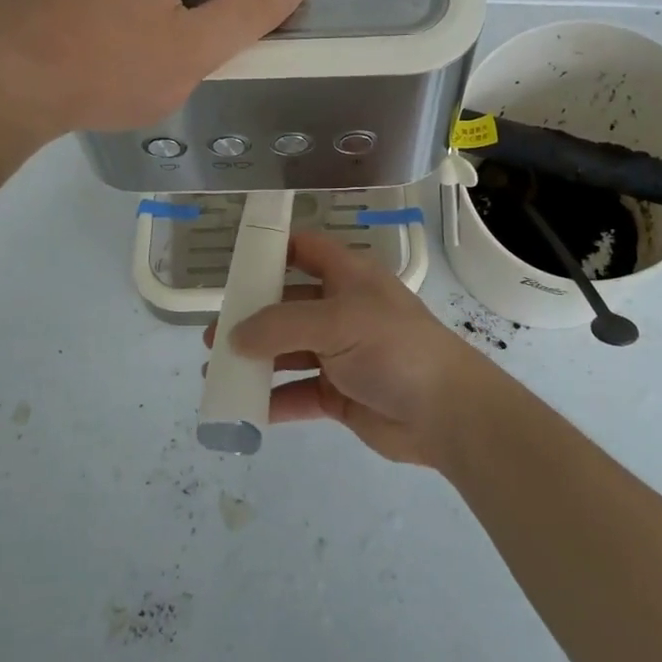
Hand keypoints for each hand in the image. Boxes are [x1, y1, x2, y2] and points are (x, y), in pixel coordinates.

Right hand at [207, 231, 497, 466]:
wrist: (447, 412)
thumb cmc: (394, 348)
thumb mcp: (337, 322)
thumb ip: (281, 325)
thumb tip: (234, 336)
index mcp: (348, 278)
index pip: (306, 250)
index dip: (273, 249)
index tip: (234, 263)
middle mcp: (342, 310)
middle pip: (288, 306)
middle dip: (251, 318)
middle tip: (214, 335)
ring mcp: (341, 354)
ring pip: (288, 352)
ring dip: (256, 361)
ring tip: (217, 372)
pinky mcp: (341, 394)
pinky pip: (298, 393)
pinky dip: (273, 400)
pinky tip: (245, 408)